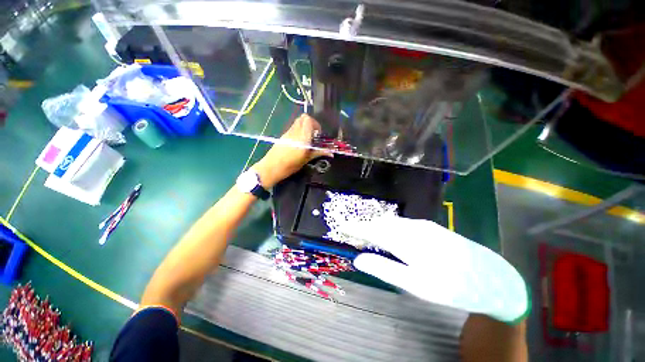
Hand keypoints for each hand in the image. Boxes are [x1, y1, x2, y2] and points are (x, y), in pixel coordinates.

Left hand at [252, 114, 330, 187]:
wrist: (271, 167)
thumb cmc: (290, 165)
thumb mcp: (306, 160)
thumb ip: (318, 153)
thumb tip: (331, 153)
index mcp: (302, 137)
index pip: (308, 120)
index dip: (315, 124)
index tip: (318, 134)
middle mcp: (295, 132)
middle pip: (303, 117)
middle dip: (310, 123)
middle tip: (314, 134)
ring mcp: (288, 132)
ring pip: (297, 122)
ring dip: (304, 126)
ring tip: (307, 139)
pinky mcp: (283, 135)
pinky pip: (293, 128)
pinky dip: (298, 130)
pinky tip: (299, 142)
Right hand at [340, 215, 528, 322]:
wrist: (491, 276)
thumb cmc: (451, 285)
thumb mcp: (415, 284)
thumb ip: (384, 269)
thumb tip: (359, 259)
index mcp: (404, 241)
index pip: (371, 230)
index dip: (355, 227)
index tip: (342, 226)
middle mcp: (410, 227)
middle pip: (380, 223)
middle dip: (364, 226)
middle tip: (352, 232)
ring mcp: (421, 225)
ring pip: (391, 222)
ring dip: (376, 226)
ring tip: (367, 233)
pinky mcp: (429, 227)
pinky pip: (401, 223)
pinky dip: (389, 227)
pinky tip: (389, 234)